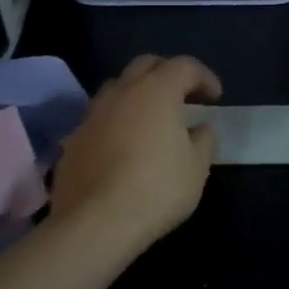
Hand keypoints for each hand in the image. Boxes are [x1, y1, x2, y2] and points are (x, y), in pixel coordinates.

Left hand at [49, 55, 221, 258]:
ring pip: (117, 88)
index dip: (204, 77)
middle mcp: (122, 92)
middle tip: (183, 96)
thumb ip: (203, 140)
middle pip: (146, 65)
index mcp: (157, 90)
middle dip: (167, 74)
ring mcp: (92, 115)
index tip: (215, 97)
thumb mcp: (197, 167)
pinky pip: (99, 119)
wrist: (95, 223)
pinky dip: (116, 122)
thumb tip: (201, 128)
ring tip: (150, 119)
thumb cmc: (157, 189)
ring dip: (137, 95)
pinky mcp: (73, 140)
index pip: (185, 66)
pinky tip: (124, 147)